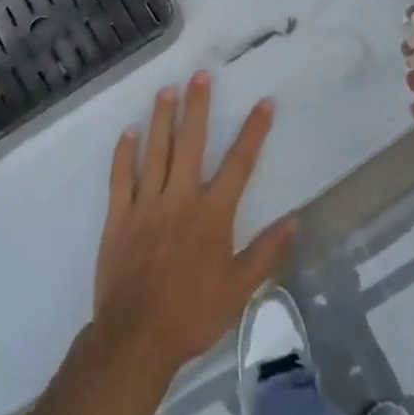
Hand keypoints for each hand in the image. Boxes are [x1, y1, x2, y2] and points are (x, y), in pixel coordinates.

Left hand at [93, 73, 296, 388]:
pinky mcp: (119, 217)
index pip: (240, 164)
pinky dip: (123, 154)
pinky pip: (121, 178)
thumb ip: (266, 252)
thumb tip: (294, 220)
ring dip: (162, 119)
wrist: (136, 338)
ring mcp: (147, 204)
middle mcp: (181, 198)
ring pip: (155, 152)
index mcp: (212, 213)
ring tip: (166, 90)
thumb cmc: (193, 314)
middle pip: (191, 144)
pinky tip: (127, 133)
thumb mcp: (239, 289)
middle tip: (200, 76)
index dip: (254, 131)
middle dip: (197, 107)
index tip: (264, 103)